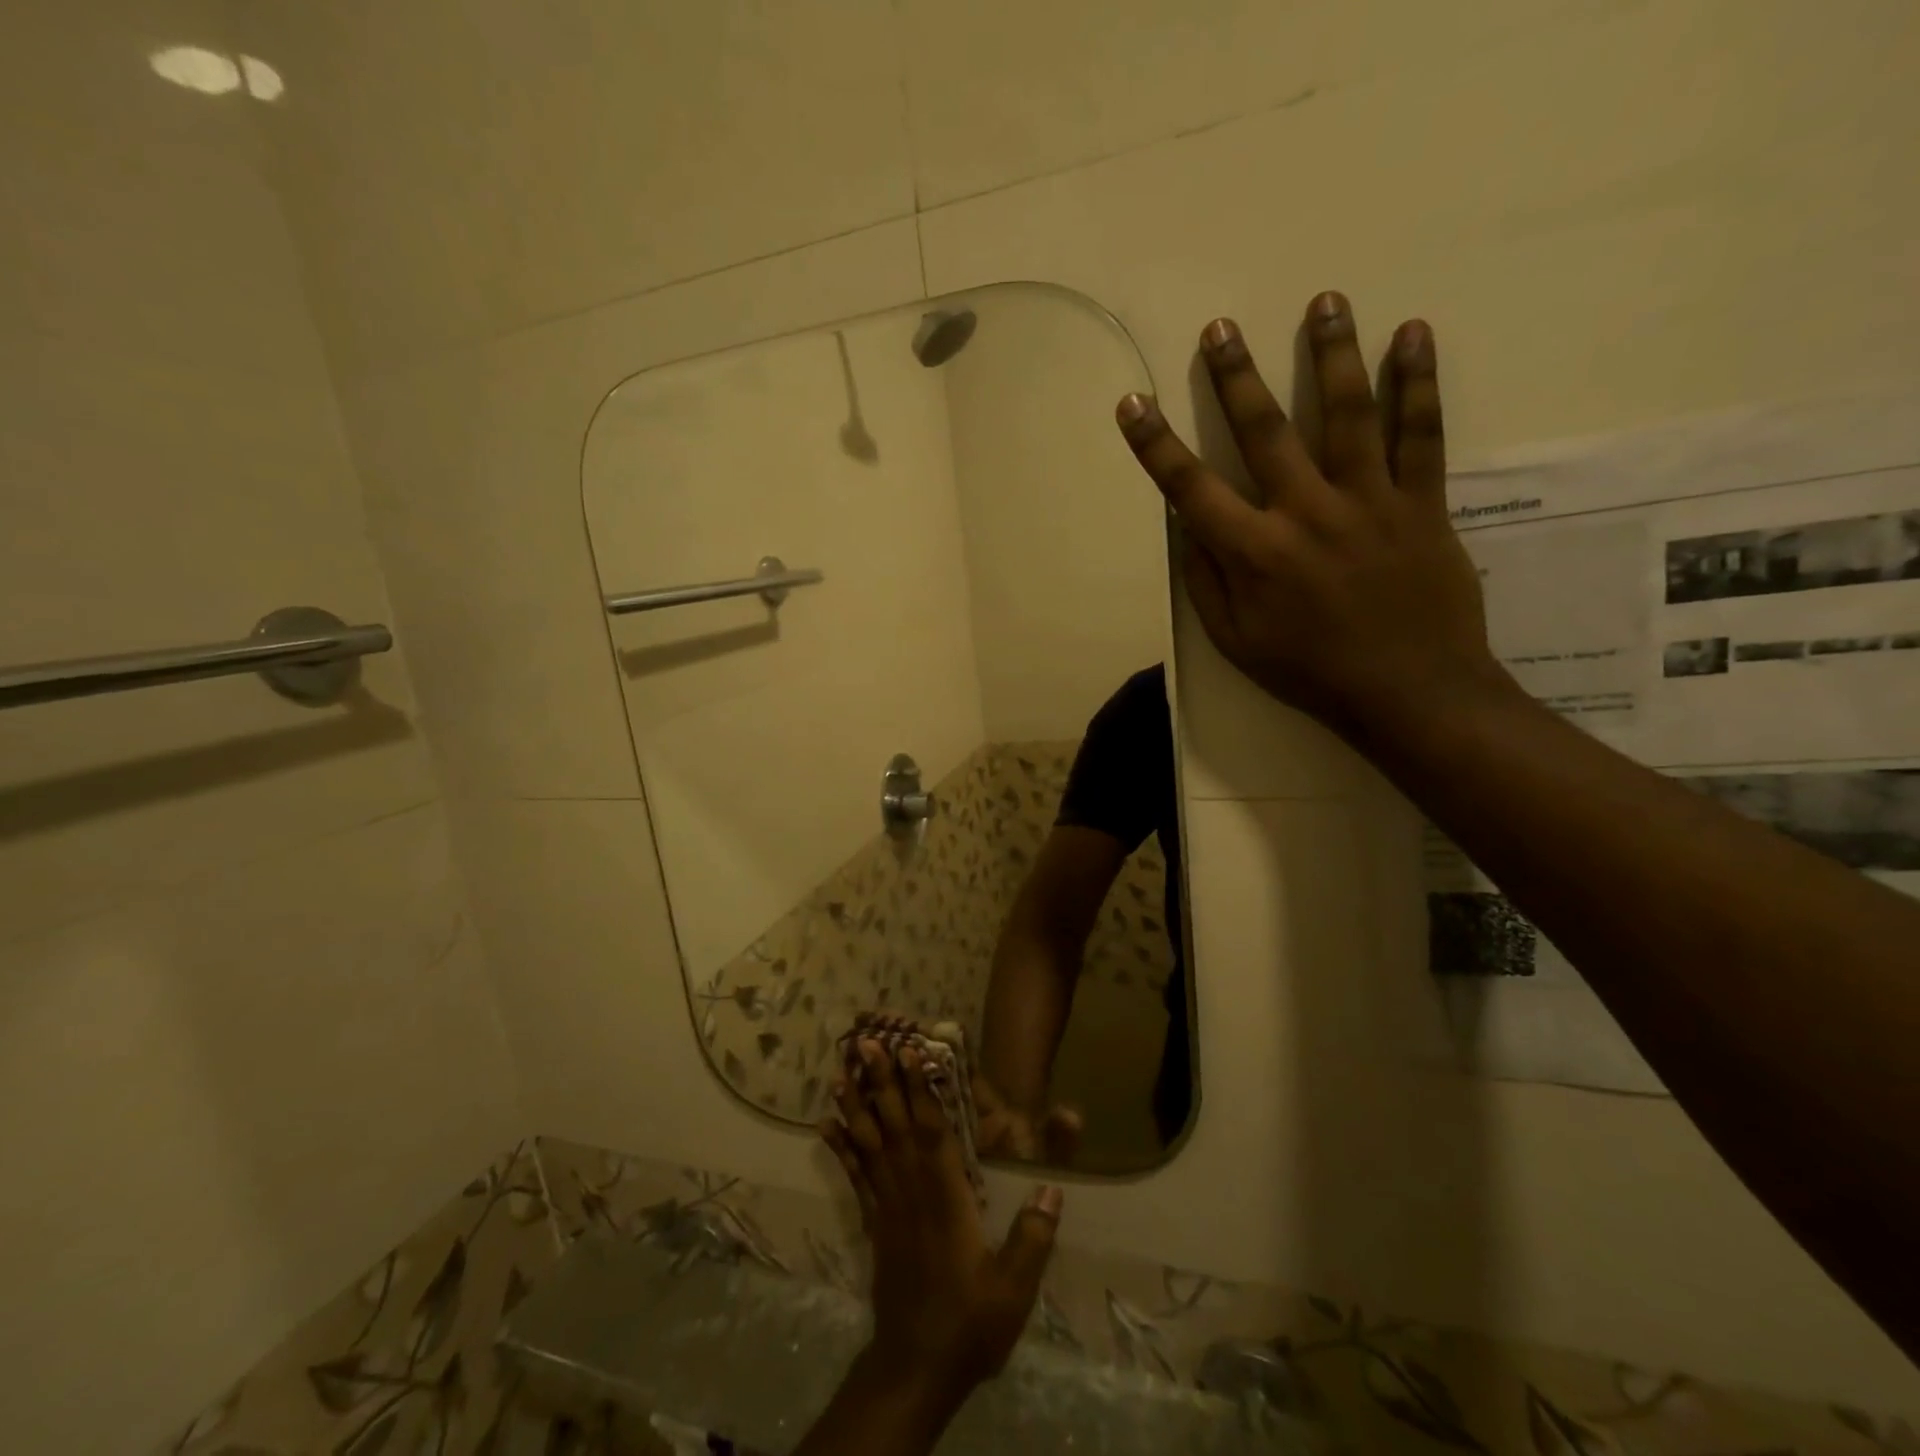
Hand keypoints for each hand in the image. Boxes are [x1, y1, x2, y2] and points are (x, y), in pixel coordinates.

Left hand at [822, 1039, 1063, 1403]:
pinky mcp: (874, 1223)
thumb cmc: (969, 1323)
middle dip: (881, 1081)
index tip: (909, 1051)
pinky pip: (854, 1175)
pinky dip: (840, 1147)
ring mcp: (887, 1206)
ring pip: (869, 1144)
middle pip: (894, 1125)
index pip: (931, 1131)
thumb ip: (1033, 1237)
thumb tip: (1053, 1188)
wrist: (916, 1368)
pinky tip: (825, 1124)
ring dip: (856, 1105)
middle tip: (866, 1042)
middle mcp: (911, 1190)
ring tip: (840, 1071)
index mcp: (945, 1197)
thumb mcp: (1013, 1288)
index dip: (920, 1089)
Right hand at [1114, 293, 1507, 742]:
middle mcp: (1306, 513)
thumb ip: (1207, 582)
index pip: (1190, 488)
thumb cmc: (1310, 672)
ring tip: (1324, 300)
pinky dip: (1419, 382)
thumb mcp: (1236, 643)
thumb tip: (1188, 528)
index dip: (1155, 445)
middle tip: (1220, 327)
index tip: (1132, 403)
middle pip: (1265, 431)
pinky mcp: (1421, 504)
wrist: (1410, 693)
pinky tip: (1413, 333)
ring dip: (1331, 353)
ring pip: (1348, 414)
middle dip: (1235, 376)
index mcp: (1254, 553)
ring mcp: (1369, 502)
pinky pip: (1421, 435)